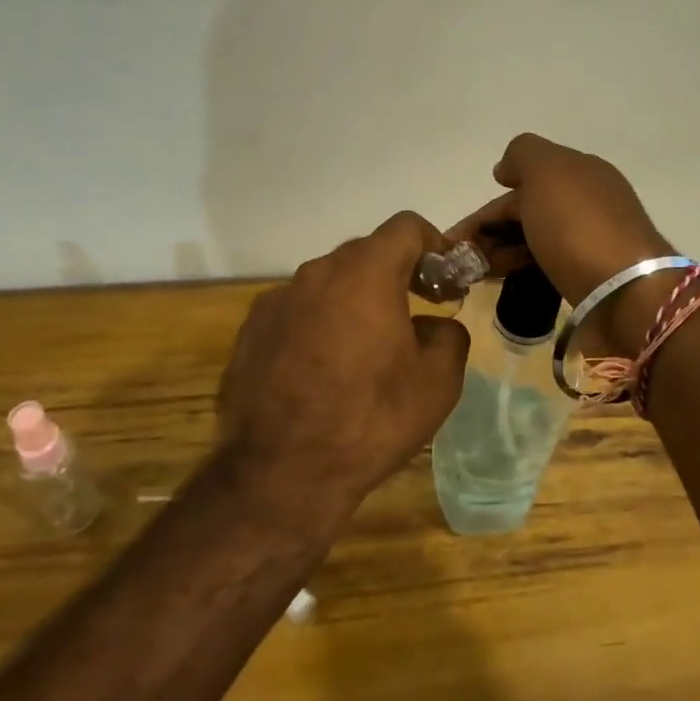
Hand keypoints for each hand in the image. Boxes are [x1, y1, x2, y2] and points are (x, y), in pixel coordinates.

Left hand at [215, 212, 470, 520]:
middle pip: (365, 253)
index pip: (407, 227)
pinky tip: (322, 371)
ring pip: (328, 284)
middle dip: (396, 275)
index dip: (435, 246)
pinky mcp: (250, 331)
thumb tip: (435, 326)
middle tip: (415, 314)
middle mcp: (316, 273)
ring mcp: (276, 300)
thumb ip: (449, 336)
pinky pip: (297, 312)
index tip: (445, 282)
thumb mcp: (438, 382)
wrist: (282, 473)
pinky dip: (318, 325)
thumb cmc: (370, 419)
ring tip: (366, 350)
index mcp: (365, 273)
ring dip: (354, 301)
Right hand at [447, 134, 676, 354]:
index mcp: (583, 172)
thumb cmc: (579, 226)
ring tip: (474, 274)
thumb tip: (505, 169)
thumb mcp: (547, 171)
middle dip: (490, 232)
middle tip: (460, 259)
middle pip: (528, 212)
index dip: (488, 207)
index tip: (456, 236)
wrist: (625, 292)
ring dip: (501, 252)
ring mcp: (592, 241)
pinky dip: (520, 268)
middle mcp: (589, 202)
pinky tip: (503, 281)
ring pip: (534, 240)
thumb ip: (522, 156)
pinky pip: (545, 264)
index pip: (524, 182)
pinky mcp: (591, 276)